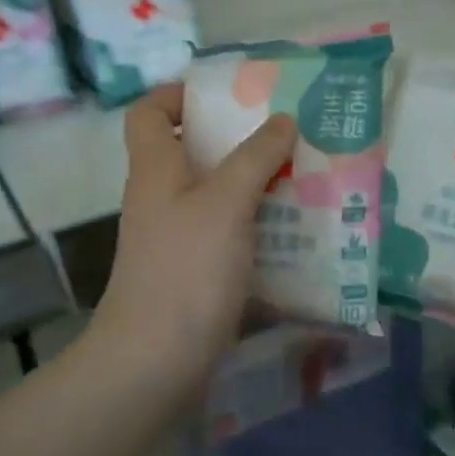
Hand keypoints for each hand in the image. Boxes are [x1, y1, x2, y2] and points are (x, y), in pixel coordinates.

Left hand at [92, 83, 296, 389]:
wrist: (156, 361)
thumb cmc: (186, 270)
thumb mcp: (226, 203)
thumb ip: (254, 157)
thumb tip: (282, 120)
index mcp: (156, 169)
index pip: (149, 112)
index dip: (177, 94)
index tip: (227, 95)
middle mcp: (161, 198)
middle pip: (191, 152)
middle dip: (238, 140)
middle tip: (287, 135)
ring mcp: (177, 238)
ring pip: (216, 196)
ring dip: (256, 185)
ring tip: (305, 178)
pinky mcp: (195, 272)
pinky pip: (229, 235)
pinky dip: (258, 228)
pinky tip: (297, 232)